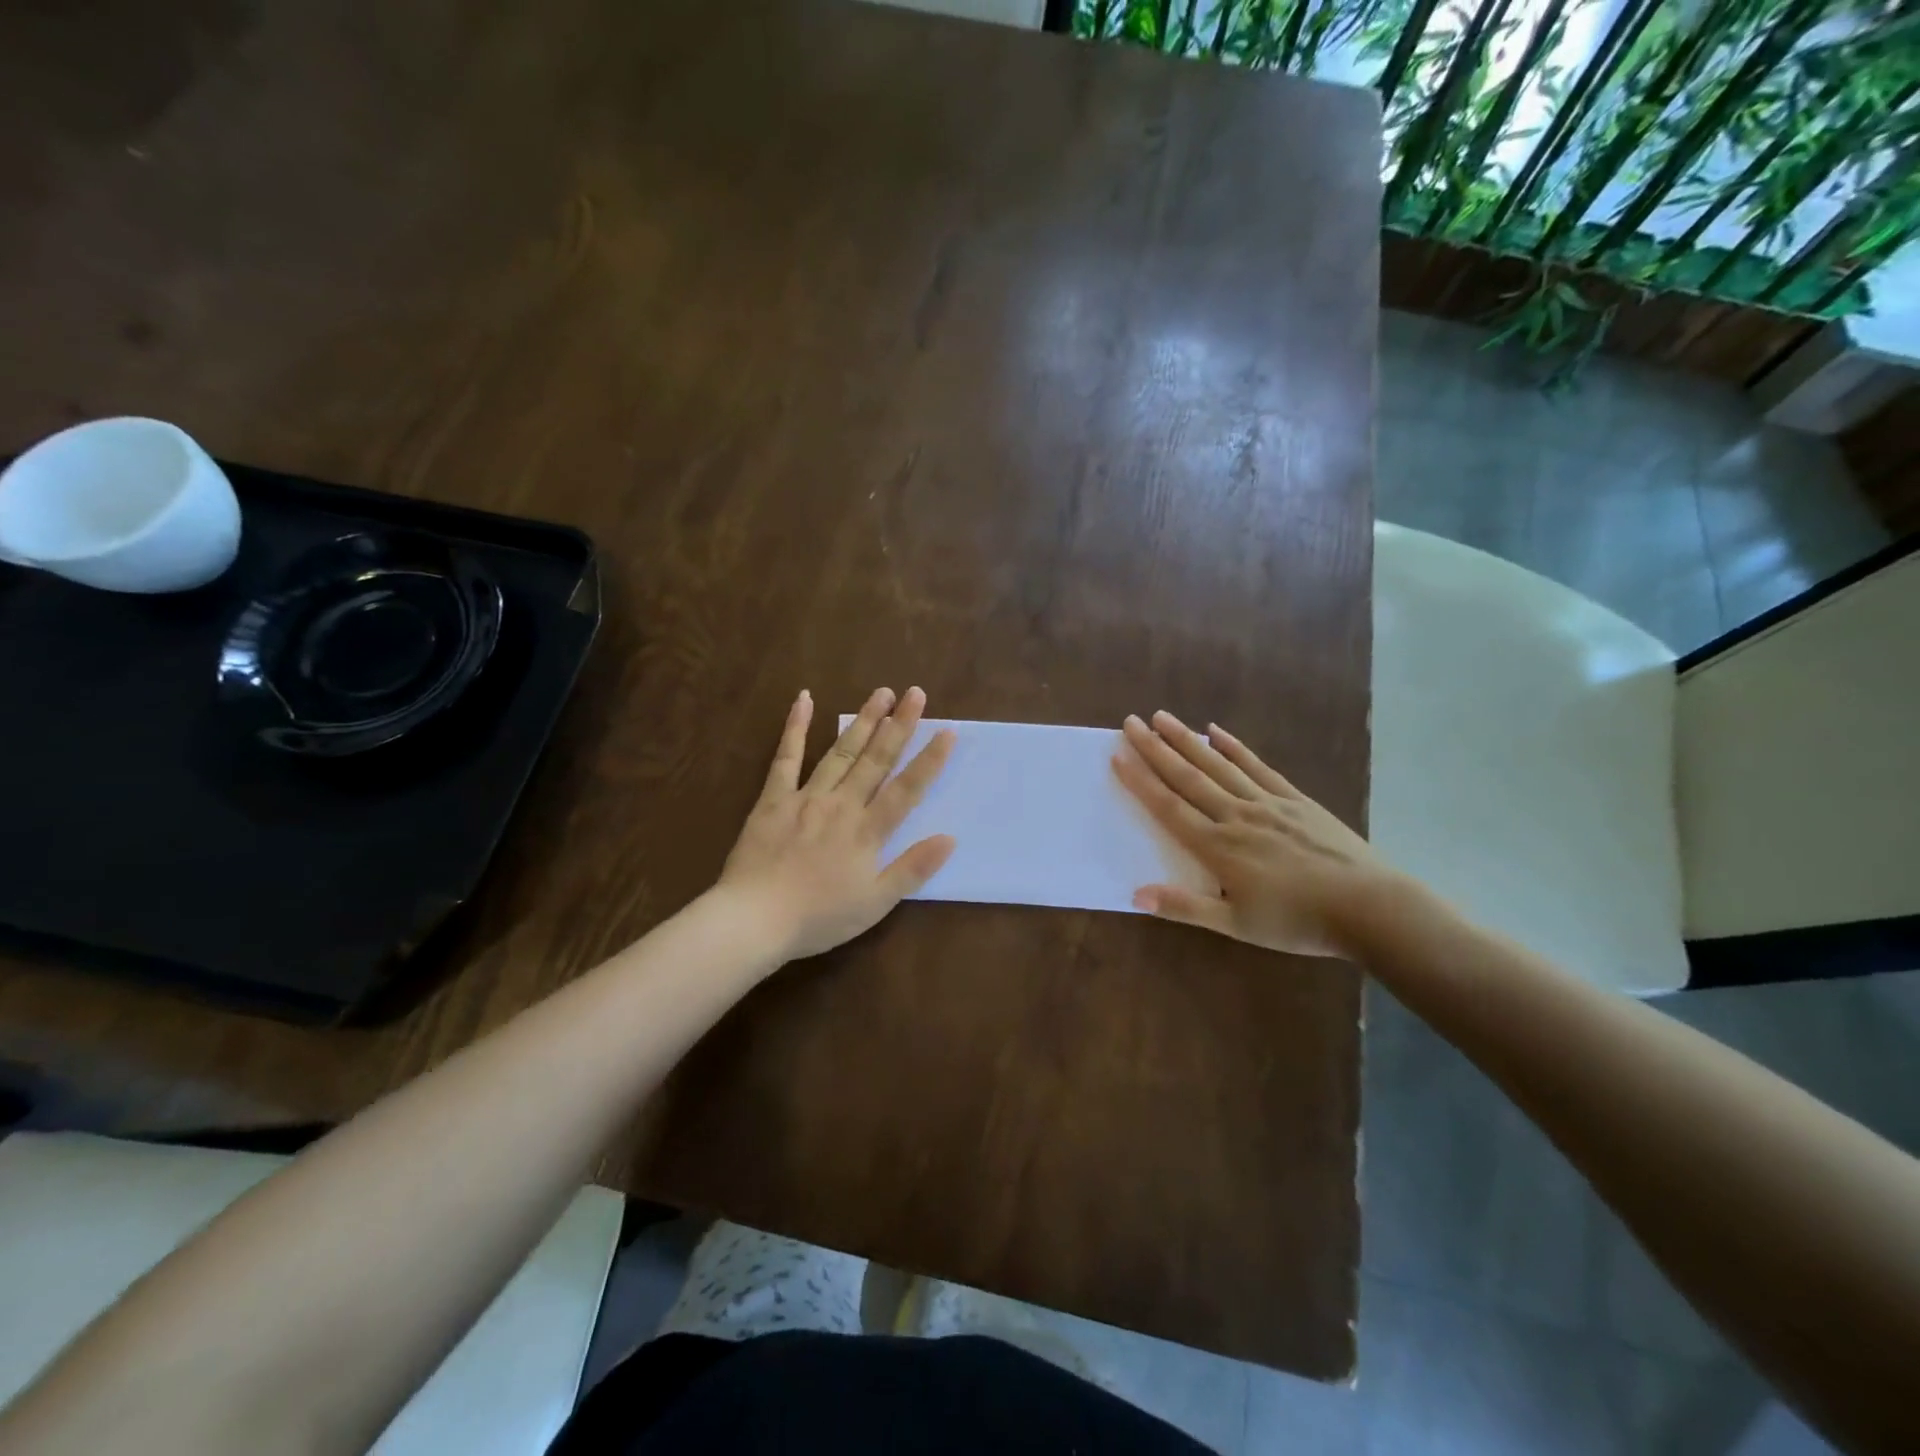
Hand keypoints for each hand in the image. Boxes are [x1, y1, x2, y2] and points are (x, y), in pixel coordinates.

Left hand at [719, 686, 956, 961]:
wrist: (754, 919)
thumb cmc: (819, 917)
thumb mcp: (875, 903)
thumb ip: (912, 868)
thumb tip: (950, 838)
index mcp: (867, 831)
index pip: (907, 789)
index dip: (929, 760)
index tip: (947, 730)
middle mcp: (842, 805)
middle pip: (876, 760)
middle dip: (899, 725)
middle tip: (916, 693)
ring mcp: (806, 797)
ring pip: (840, 751)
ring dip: (863, 720)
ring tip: (882, 692)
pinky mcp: (774, 798)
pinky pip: (786, 757)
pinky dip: (795, 727)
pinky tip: (804, 699)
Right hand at [1112, 711, 1404, 957]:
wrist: (1368, 908)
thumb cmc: (1298, 922)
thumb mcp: (1237, 926)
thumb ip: (1186, 907)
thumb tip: (1136, 894)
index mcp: (1218, 847)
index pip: (1169, 807)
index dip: (1140, 781)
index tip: (1117, 755)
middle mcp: (1236, 815)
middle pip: (1188, 776)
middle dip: (1156, 748)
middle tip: (1131, 721)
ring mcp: (1267, 803)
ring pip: (1218, 764)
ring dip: (1188, 739)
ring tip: (1163, 717)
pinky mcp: (1294, 799)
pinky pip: (1257, 767)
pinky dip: (1235, 747)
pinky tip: (1217, 731)